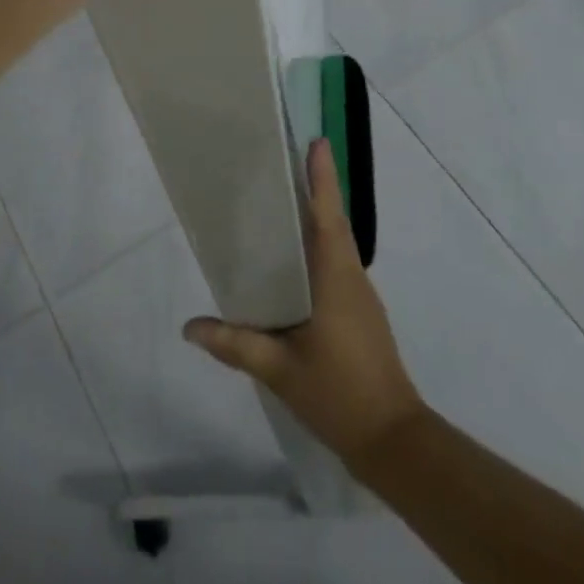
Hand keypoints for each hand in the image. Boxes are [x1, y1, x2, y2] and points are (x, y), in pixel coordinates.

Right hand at [184, 139, 424, 461]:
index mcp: (336, 278)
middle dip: (313, 188)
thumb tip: (189, 327)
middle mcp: (351, 277)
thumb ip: (235, 344)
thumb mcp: (279, 370)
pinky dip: (315, 248)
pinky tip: (290, 262)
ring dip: (315, 217)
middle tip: (282, 162)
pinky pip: (335, 265)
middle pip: (331, 222)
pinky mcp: (358, 313)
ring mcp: (358, 296)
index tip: (316, 142)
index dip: (322, 178)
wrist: (393, 441)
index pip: (328, 216)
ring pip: (334, 244)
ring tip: (279, 202)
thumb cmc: (340, 394)